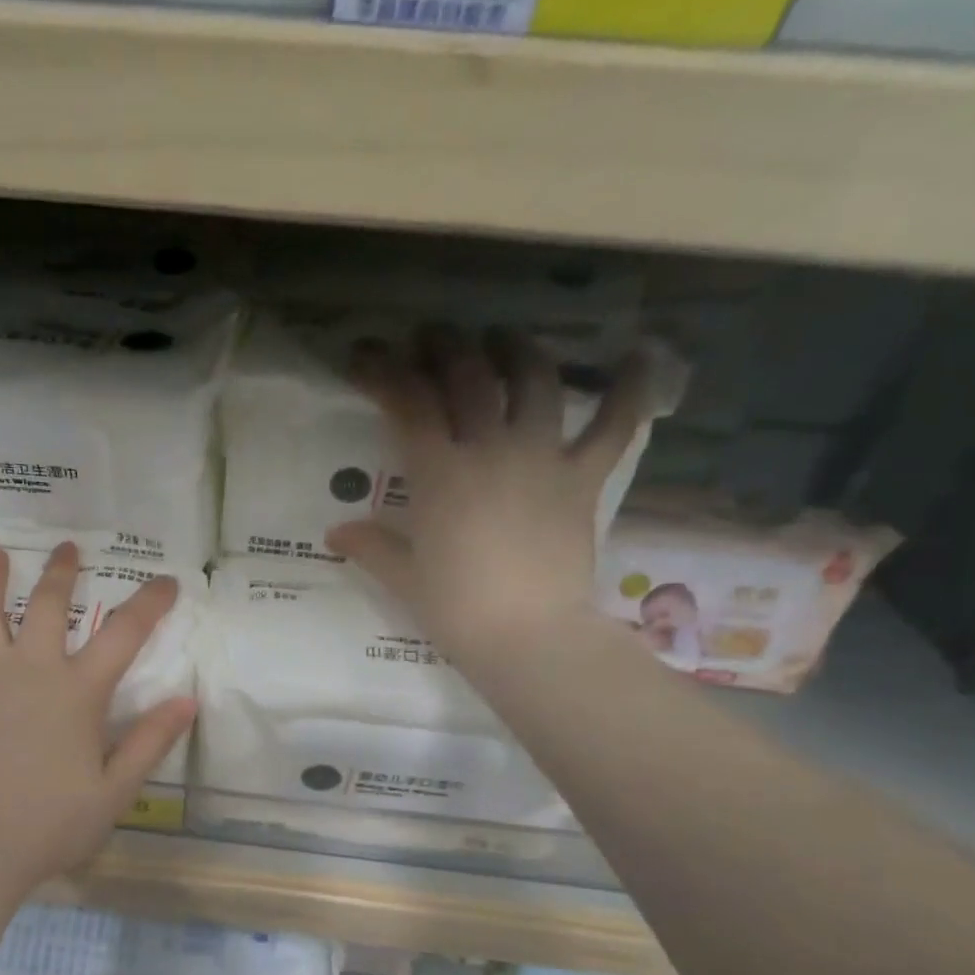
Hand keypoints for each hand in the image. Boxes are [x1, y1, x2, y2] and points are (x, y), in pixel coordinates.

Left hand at [0, 542, 196, 900]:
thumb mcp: (115, 790)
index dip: (150, 603)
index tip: (167, 581)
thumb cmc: (51, 824)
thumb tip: (187, 700)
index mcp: (77, 692)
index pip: (124, 634)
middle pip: (48, 606)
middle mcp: (29, 671)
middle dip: (62, 573)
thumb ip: (150, 741)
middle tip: (68, 546)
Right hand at [325, 328, 651, 671]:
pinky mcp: (583, 478)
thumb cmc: (456, 609)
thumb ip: (370, 546)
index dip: (384, 371)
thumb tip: (336, 532)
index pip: (408, 402)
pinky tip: (637, 356)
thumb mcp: (403, 577)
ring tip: (503, 341)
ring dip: (516, 351)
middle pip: (469, 377)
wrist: (527, 636)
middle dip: (446, 347)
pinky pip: (613, 425)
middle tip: (432, 338)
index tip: (367, 356)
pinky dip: (628, 389)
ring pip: (535, 381)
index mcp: (439, 473)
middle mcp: (490, 449)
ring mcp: (542, 458)